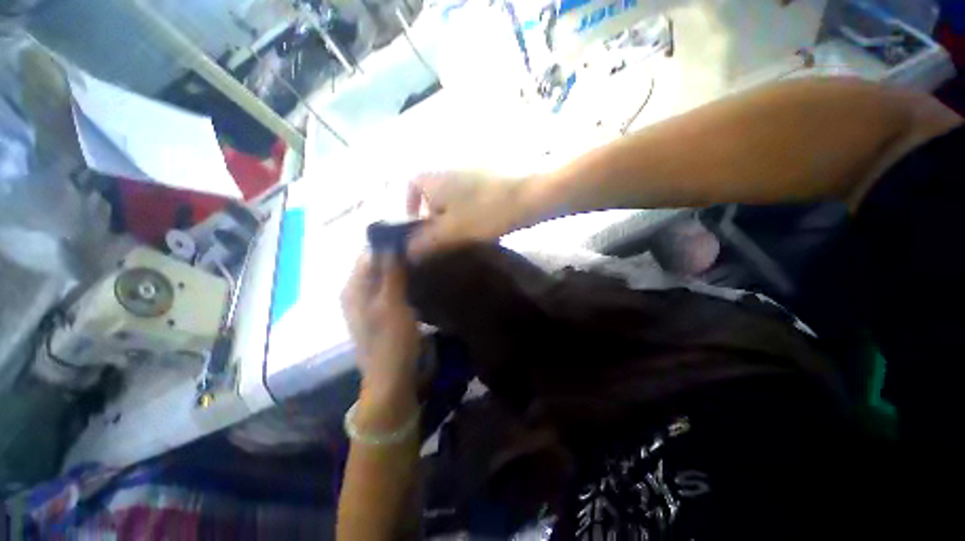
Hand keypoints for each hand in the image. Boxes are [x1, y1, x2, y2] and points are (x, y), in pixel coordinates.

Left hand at [341, 253, 420, 398]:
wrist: (391, 379)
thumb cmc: (391, 341)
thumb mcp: (392, 304)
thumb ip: (391, 273)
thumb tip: (391, 243)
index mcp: (353, 289)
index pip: (368, 254)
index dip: (388, 244)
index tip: (412, 237)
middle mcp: (356, 293)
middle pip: (375, 265)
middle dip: (396, 256)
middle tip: (421, 250)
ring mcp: (367, 304)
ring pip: (384, 277)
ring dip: (400, 269)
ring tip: (422, 262)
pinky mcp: (379, 313)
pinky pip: (389, 289)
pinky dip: (401, 282)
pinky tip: (417, 281)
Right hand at [406, 171, 533, 257]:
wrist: (529, 198)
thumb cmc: (484, 212)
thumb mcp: (451, 231)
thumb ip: (426, 242)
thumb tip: (408, 252)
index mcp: (434, 179)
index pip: (411, 185)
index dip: (410, 205)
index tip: (417, 226)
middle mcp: (449, 173)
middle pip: (432, 196)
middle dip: (433, 219)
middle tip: (440, 240)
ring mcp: (471, 177)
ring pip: (452, 201)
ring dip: (453, 220)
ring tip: (460, 240)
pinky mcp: (488, 185)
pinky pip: (470, 201)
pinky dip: (469, 215)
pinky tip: (478, 231)